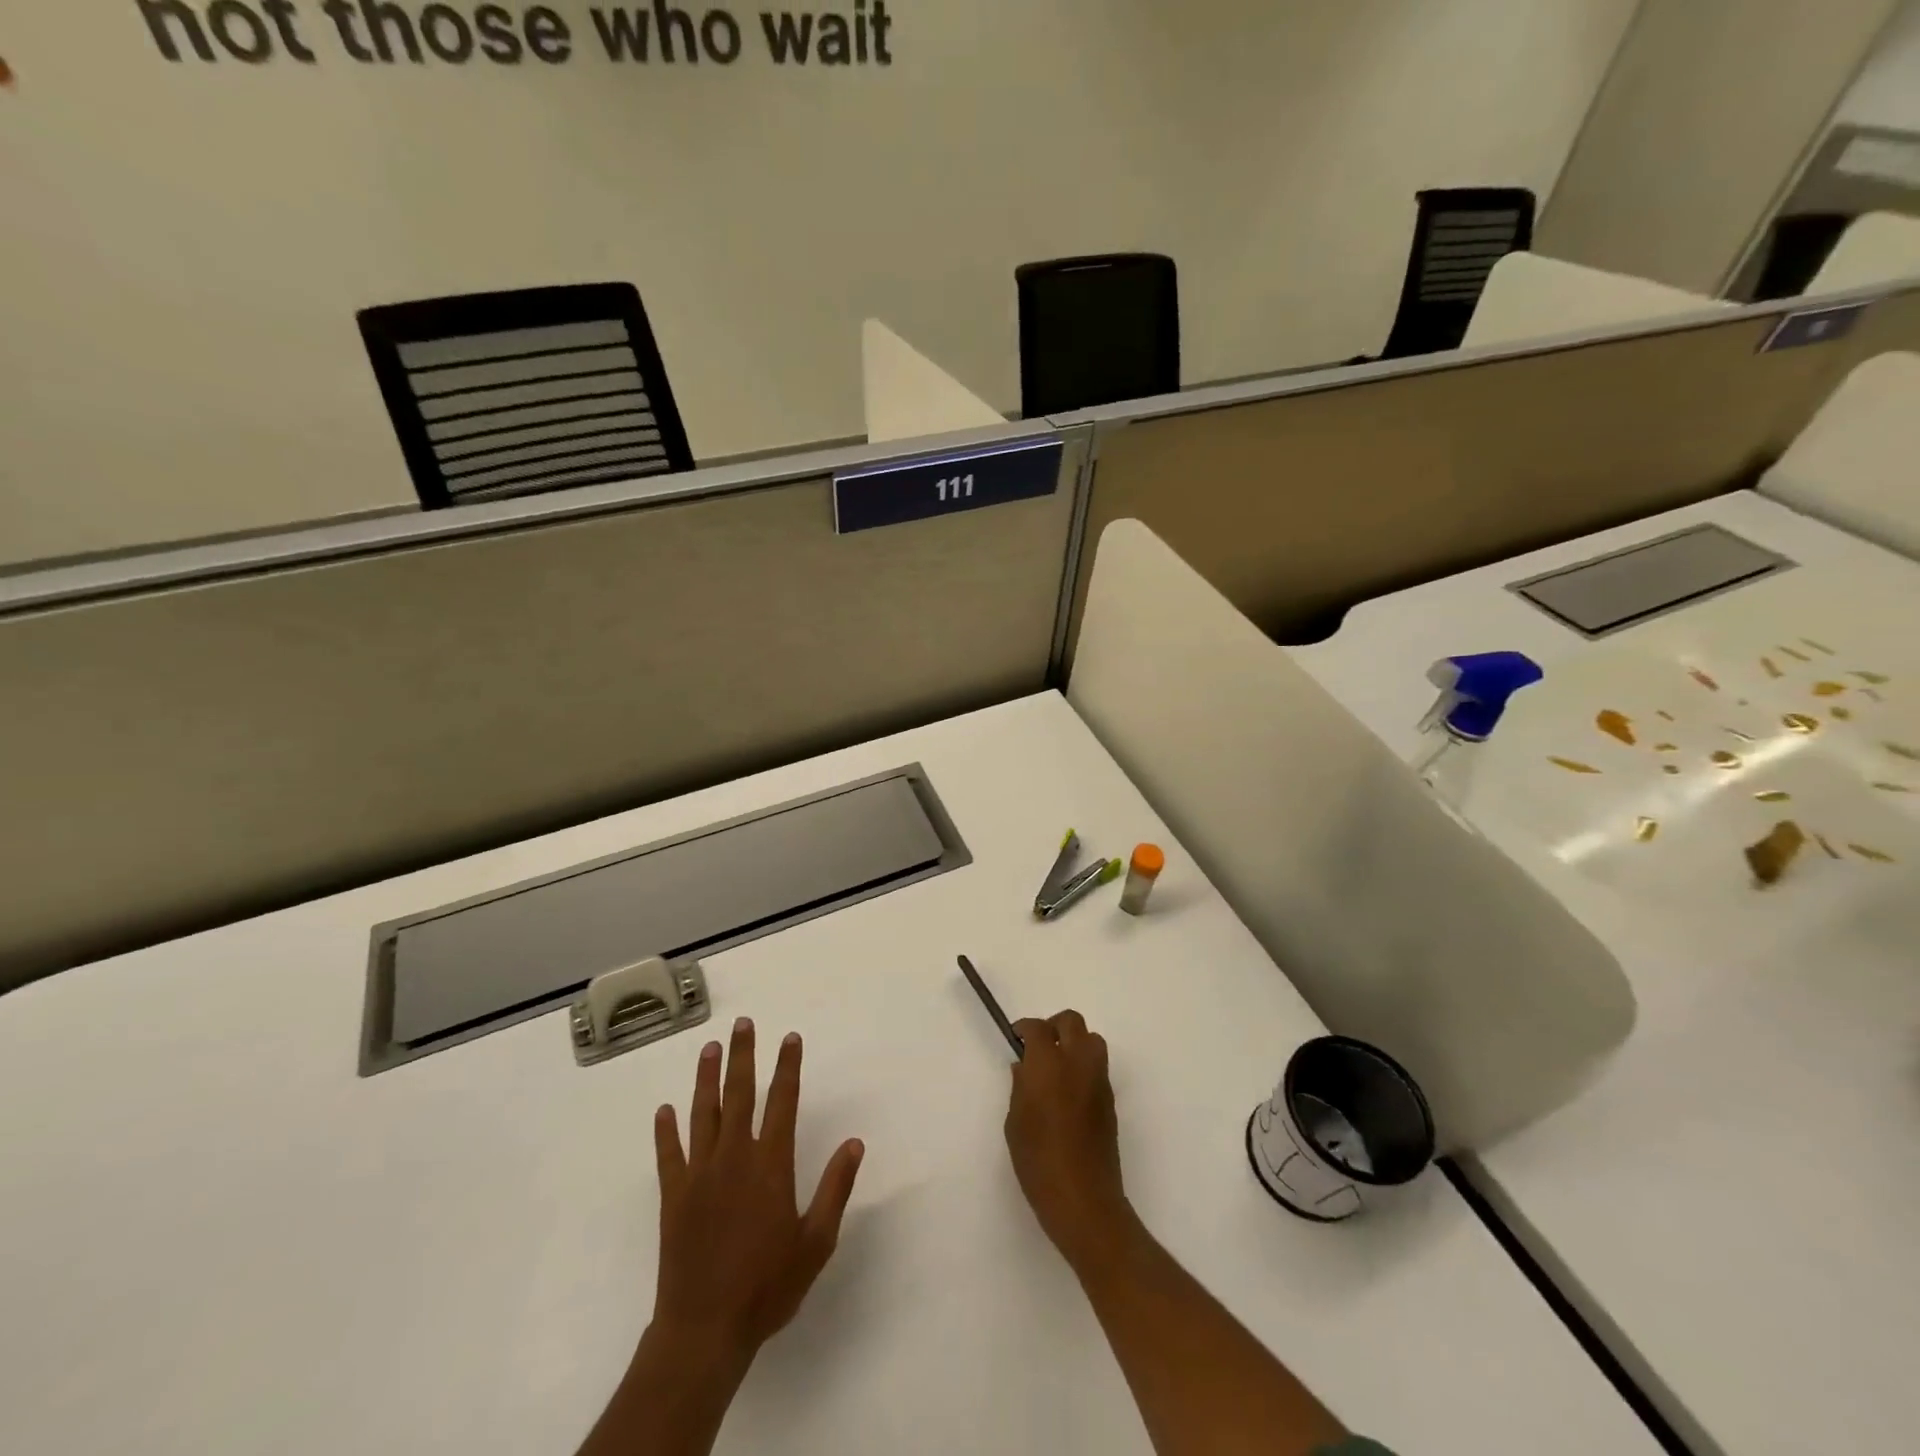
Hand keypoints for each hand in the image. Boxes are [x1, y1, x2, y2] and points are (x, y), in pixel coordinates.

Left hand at [650, 1018, 864, 1365]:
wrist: (704, 1330)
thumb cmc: (767, 1286)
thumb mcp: (816, 1242)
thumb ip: (835, 1188)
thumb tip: (855, 1143)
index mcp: (771, 1164)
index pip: (783, 1101)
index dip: (788, 1067)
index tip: (790, 1037)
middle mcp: (735, 1157)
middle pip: (740, 1094)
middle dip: (743, 1056)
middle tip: (743, 1024)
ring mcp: (700, 1174)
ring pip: (704, 1113)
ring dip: (707, 1078)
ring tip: (709, 1048)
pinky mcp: (673, 1196)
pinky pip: (669, 1154)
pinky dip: (666, 1131)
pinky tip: (664, 1110)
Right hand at [1005, 1010, 1135, 1272]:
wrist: (1083, 1199)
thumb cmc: (1038, 1161)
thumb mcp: (1015, 1122)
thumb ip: (1020, 1087)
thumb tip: (1024, 1067)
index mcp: (1048, 1064)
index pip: (1038, 1028)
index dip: (1025, 1028)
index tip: (1016, 1038)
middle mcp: (1077, 1063)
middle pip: (1072, 1022)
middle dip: (1054, 1026)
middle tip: (1038, 1047)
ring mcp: (1098, 1080)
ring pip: (1092, 1040)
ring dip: (1074, 1043)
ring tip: (1056, 1068)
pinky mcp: (1110, 1100)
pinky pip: (1098, 1067)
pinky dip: (1084, 1067)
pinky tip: (1069, 1093)